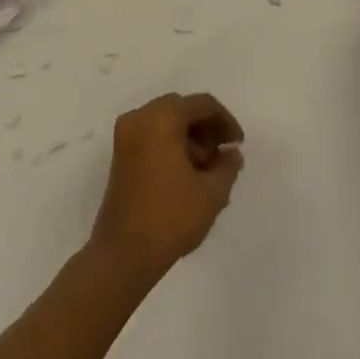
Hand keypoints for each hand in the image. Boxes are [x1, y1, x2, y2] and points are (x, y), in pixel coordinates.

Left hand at [90, 93, 243, 275]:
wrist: (123, 254)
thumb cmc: (170, 217)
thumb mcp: (211, 192)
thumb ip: (227, 165)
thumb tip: (232, 152)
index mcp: (161, 118)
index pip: (201, 104)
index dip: (225, 121)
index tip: (238, 145)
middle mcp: (139, 118)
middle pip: (181, 109)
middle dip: (206, 128)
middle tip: (224, 154)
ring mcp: (126, 136)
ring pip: (166, 123)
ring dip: (190, 138)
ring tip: (209, 170)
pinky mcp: (120, 155)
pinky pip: (152, 137)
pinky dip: (172, 146)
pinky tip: (188, 175)